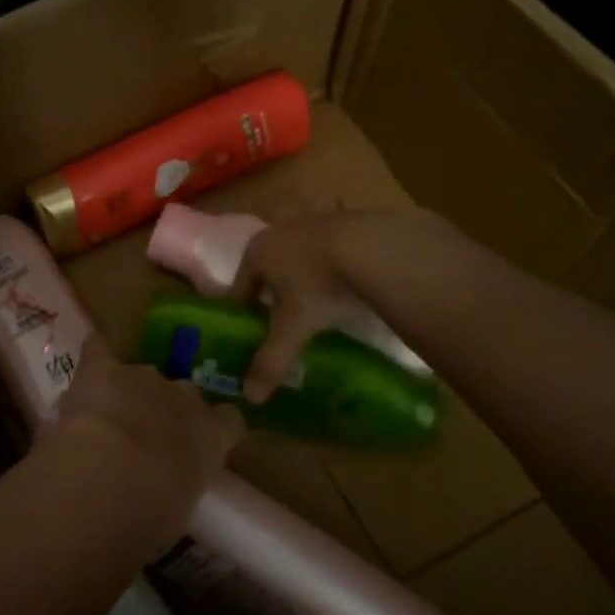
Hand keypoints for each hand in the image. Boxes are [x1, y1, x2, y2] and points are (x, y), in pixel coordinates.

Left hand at [52, 336, 243, 536]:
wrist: (107, 483)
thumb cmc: (150, 516)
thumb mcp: (180, 508)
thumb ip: (179, 484)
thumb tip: (165, 487)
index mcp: (212, 435)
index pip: (228, 420)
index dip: (211, 429)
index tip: (195, 447)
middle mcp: (184, 397)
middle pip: (182, 393)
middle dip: (165, 411)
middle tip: (143, 440)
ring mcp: (143, 378)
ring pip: (140, 377)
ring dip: (127, 394)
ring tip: (106, 418)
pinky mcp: (102, 369)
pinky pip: (100, 351)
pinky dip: (95, 357)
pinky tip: (87, 366)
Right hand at [231, 212, 377, 403]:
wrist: (374, 247)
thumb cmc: (319, 285)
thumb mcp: (293, 327)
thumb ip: (271, 360)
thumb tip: (250, 398)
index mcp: (257, 252)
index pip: (240, 286)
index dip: (244, 311)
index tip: (253, 332)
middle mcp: (279, 229)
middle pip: (268, 264)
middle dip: (273, 287)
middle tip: (285, 316)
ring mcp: (314, 219)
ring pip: (299, 247)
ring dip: (303, 266)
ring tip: (316, 292)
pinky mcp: (346, 216)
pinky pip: (332, 238)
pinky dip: (335, 253)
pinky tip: (348, 270)